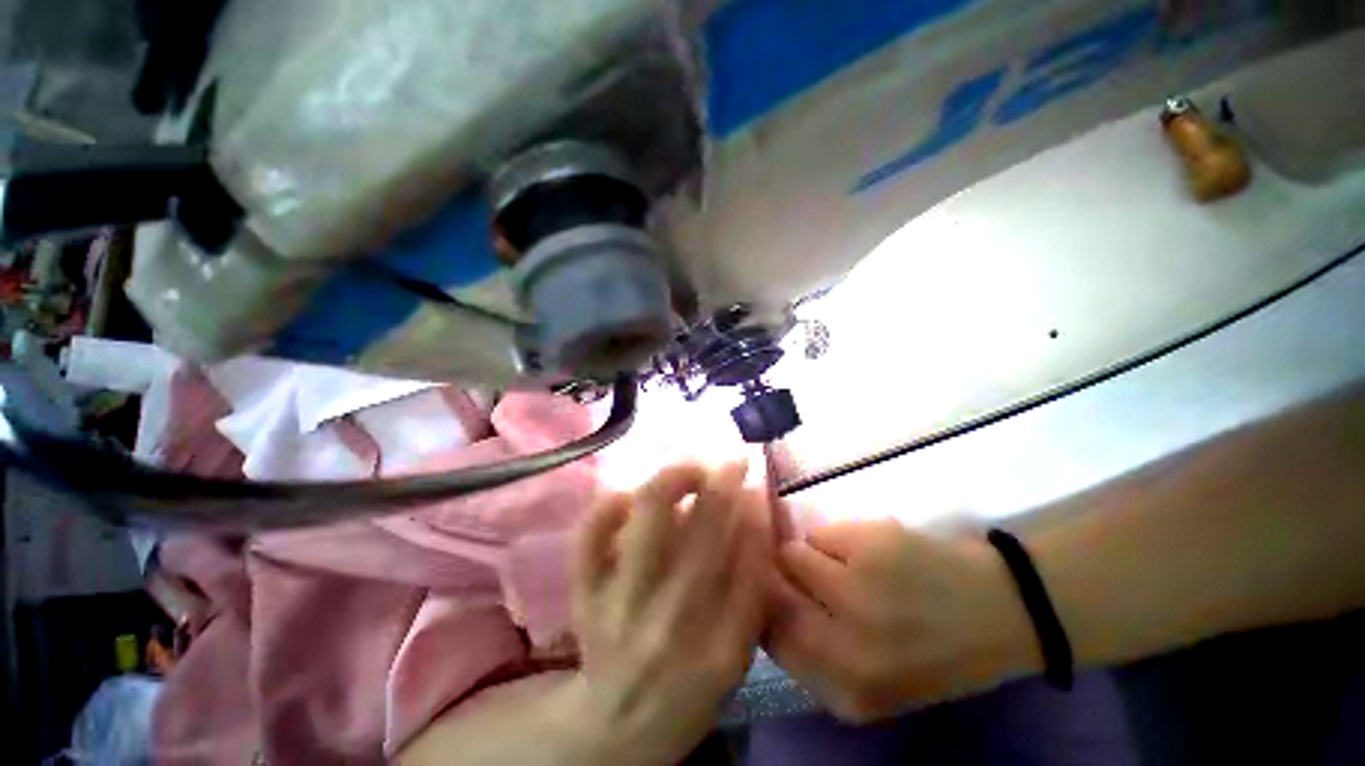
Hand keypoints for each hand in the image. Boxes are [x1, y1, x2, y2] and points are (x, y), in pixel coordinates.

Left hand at [570, 462, 769, 764]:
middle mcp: (668, 623)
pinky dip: (611, 504)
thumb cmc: (688, 688)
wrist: (618, 726)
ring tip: (690, 473)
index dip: (752, 512)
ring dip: (674, 480)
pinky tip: (632, 499)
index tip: (754, 482)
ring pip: (647, 518)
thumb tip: (753, 511)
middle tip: (731, 462)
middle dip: (721, 484)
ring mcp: (619, 605)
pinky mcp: (584, 593)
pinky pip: (590, 533)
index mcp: (718, 649)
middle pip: (700, 534)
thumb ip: (750, 584)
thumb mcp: (737, 653)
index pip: (745, 563)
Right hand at [765, 520, 1040, 722]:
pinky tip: (863, 550)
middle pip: (771, 594)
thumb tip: (763, 598)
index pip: (770, 639)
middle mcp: (845, 647)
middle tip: (799, 573)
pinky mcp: (868, 546)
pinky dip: (831, 539)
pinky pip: (819, 534)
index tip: (771, 594)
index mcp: (848, 691)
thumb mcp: (873, 678)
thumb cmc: (934, 649)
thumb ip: (816, 652)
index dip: (763, 609)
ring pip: (790, 555)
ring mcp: (856, 592)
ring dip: (806, 555)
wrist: (1003, 611)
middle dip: (776, 578)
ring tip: (840, 564)